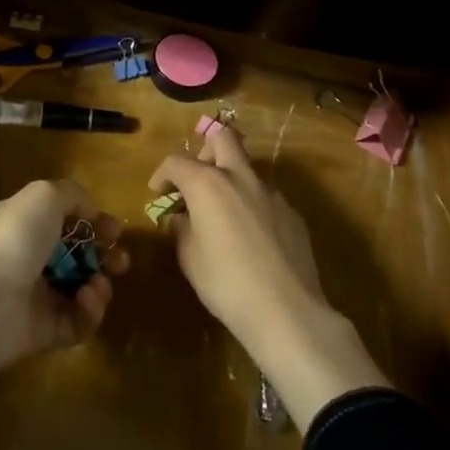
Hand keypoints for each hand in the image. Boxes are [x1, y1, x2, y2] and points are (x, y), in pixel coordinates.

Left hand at [0, 178, 128, 412]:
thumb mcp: (44, 195)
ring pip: (83, 291)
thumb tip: (91, 213)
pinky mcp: (47, 332)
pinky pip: (79, 322)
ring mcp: (39, 297)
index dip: (94, 223)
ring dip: (100, 286)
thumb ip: (72, 195)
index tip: (114, 230)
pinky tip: (86, 300)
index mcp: (26, 224)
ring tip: (97, 284)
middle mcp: (31, 259)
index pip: (66, 221)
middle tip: (119, 262)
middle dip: (106, 258)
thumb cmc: (15, 239)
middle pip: (79, 257)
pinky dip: (90, 311)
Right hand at [150, 125, 389, 431]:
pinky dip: (252, 205)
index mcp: (208, 184)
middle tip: (197, 180)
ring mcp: (271, 192)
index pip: (177, 161)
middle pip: (223, 138)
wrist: (287, 312)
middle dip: (205, 151)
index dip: (162, 174)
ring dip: (231, 180)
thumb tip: (181, 218)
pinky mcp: (292, 212)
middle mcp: (240, 177)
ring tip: (223, 214)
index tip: (158, 193)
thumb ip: (182, 230)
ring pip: (247, 168)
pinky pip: (266, 197)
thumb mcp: (190, 259)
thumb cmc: (227, 284)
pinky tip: (251, 238)